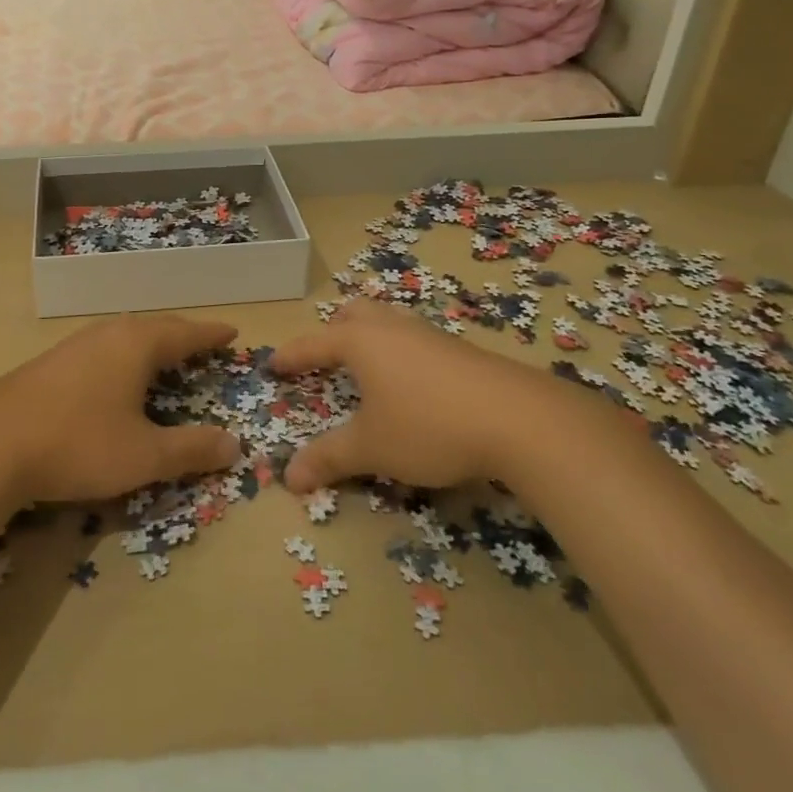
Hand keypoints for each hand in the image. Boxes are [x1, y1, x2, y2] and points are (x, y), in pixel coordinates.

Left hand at [0, 314, 242, 505]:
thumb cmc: (79, 444)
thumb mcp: (144, 455)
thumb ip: (191, 449)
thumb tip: (233, 444)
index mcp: (137, 344)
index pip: (185, 332)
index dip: (210, 334)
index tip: (232, 332)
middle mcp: (107, 333)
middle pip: (155, 327)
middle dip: (182, 336)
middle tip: (202, 344)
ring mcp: (74, 345)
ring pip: (124, 336)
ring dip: (149, 344)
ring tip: (163, 357)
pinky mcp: (50, 363)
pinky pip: (101, 349)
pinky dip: (122, 357)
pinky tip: (113, 377)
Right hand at [273, 299, 539, 492]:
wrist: (518, 419)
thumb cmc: (428, 426)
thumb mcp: (372, 448)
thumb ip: (329, 458)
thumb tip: (288, 478)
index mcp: (361, 341)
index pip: (314, 343)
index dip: (292, 356)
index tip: (274, 365)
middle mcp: (392, 327)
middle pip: (354, 313)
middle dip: (333, 331)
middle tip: (325, 356)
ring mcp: (429, 334)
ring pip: (389, 321)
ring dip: (370, 337)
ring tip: (367, 367)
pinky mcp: (459, 349)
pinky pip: (415, 339)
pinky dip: (400, 352)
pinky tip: (412, 384)